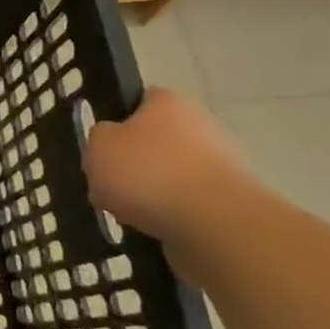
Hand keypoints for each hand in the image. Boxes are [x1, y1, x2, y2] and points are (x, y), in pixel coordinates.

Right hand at [83, 88, 255, 244]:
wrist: (214, 223)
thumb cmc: (148, 172)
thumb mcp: (98, 145)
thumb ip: (99, 137)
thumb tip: (111, 142)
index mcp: (168, 102)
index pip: (139, 101)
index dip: (117, 121)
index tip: (103, 146)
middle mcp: (200, 124)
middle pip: (154, 142)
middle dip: (132, 163)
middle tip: (109, 184)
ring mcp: (220, 163)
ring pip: (169, 174)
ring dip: (150, 192)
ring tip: (128, 213)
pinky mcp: (230, 200)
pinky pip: (187, 202)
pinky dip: (170, 213)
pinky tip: (154, 227)